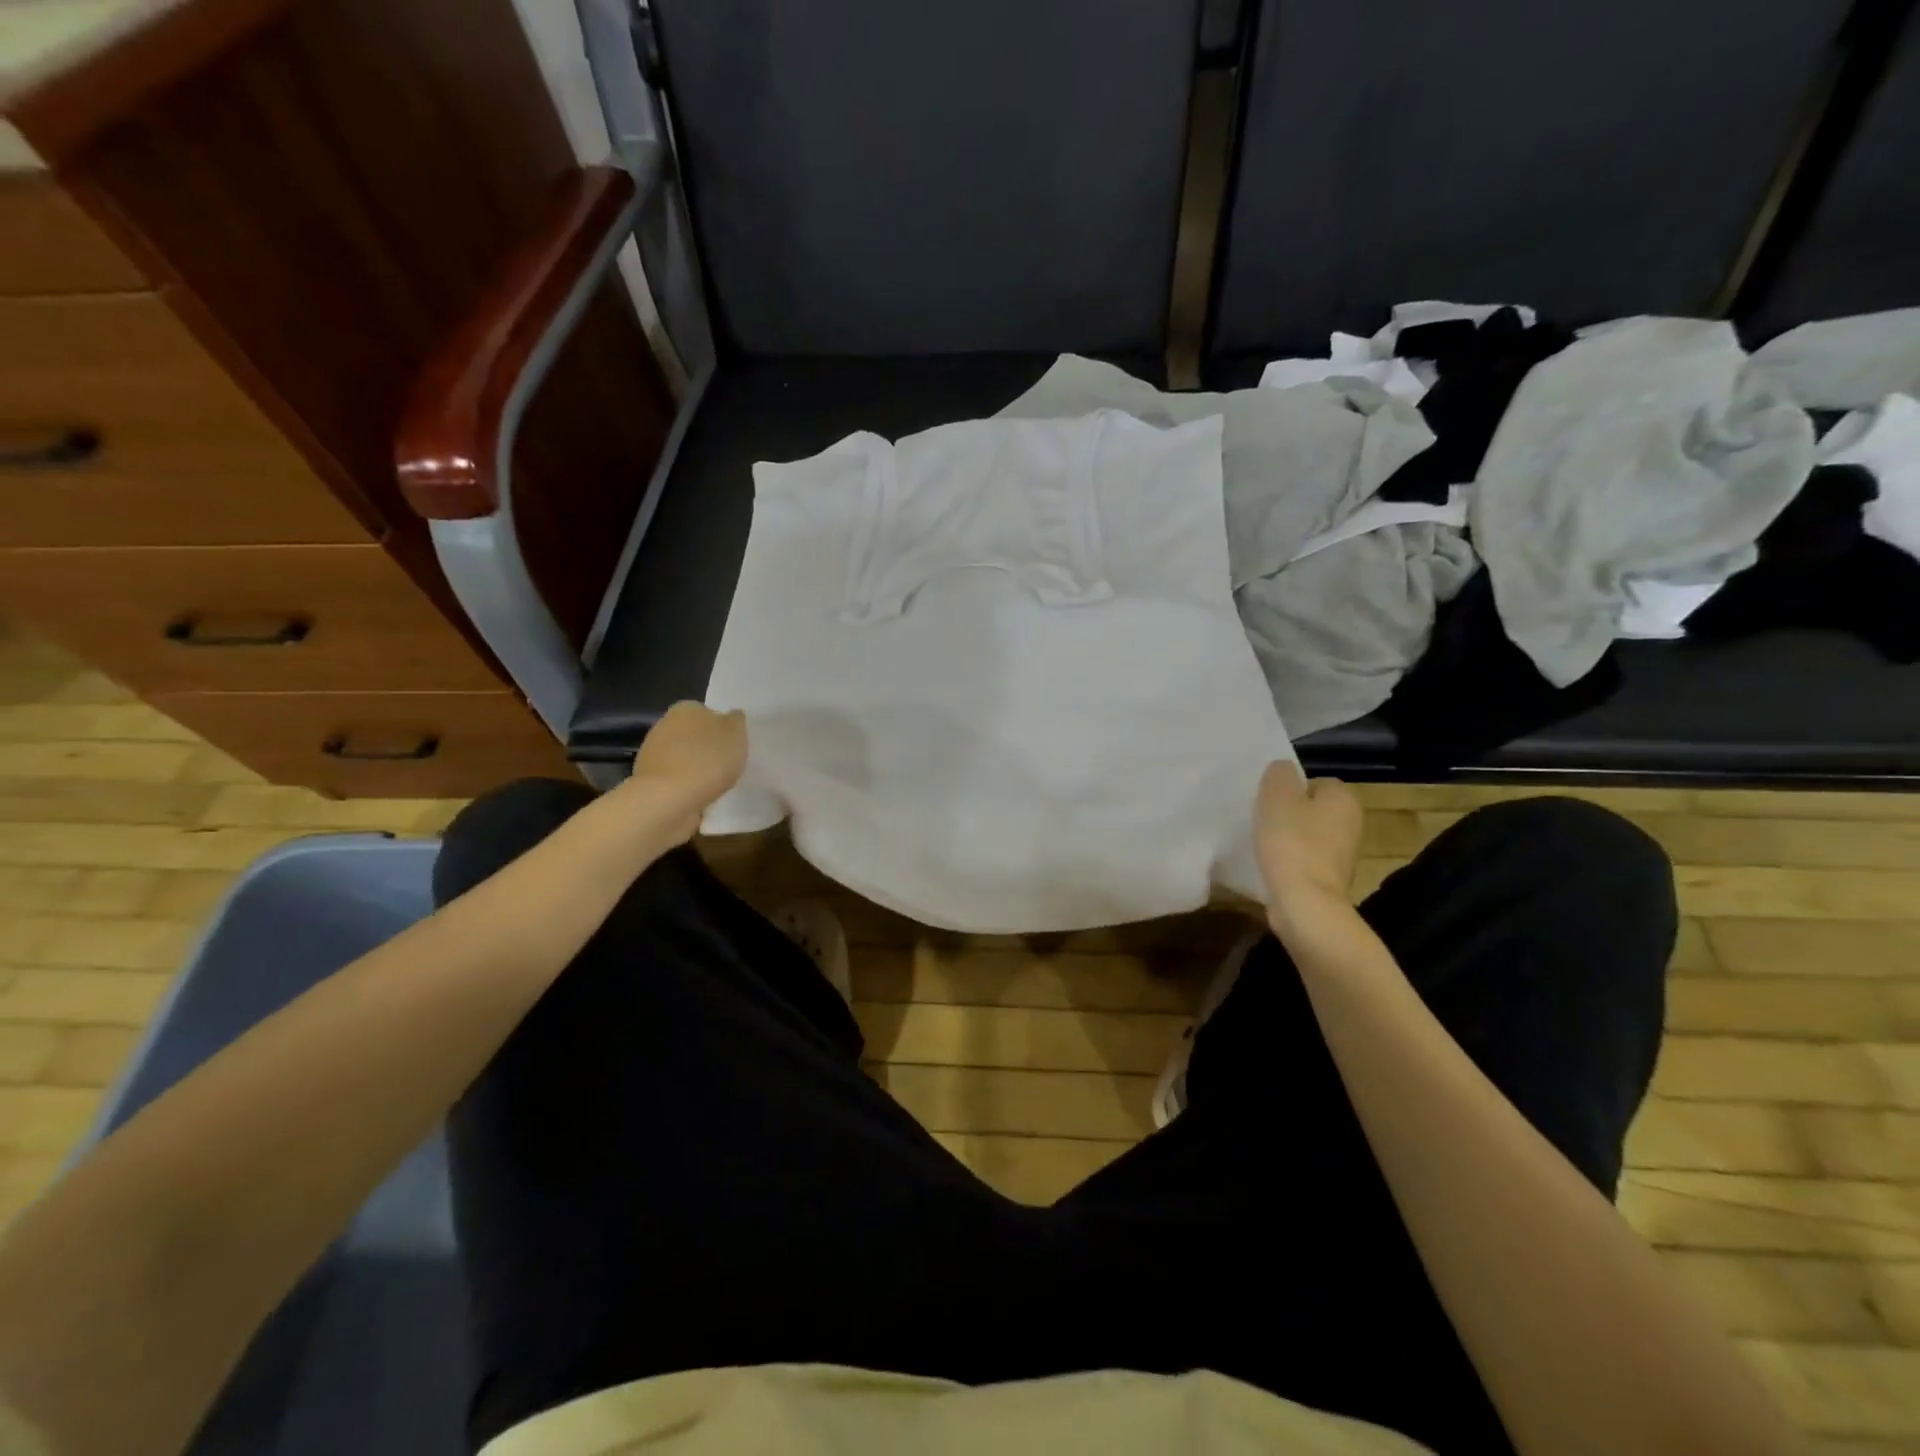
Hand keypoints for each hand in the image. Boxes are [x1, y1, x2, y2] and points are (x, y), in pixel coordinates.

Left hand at [623, 702, 747, 842]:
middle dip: (708, 749)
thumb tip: (732, 716)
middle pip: (695, 736)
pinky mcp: (650, 780)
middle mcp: (665, 725)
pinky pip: (677, 780)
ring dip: (698, 769)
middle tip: (728, 766)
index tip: (733, 747)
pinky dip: (688, 787)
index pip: (708, 713)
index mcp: (686, 708)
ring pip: (684, 758)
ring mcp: (654, 753)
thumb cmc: (707, 759)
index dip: (723, 729)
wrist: (668, 799)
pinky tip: (700, 797)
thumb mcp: (736, 734)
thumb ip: (736, 721)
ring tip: (717, 786)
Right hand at [1254, 761, 1363, 932]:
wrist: (1306, 904)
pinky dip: (1289, 861)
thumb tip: (1282, 770)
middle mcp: (1352, 822)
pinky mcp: (1330, 879)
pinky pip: (1305, 859)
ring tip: (1262, 844)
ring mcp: (1344, 854)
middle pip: (1311, 808)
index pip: (1313, 781)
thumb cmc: (1291, 843)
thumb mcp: (1276, 796)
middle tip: (1261, 820)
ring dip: (1287, 838)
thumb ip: (1279, 774)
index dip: (1287, 789)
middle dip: (1288, 813)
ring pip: (1308, 835)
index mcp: (1344, 798)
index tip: (1267, 802)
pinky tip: (1271, 866)